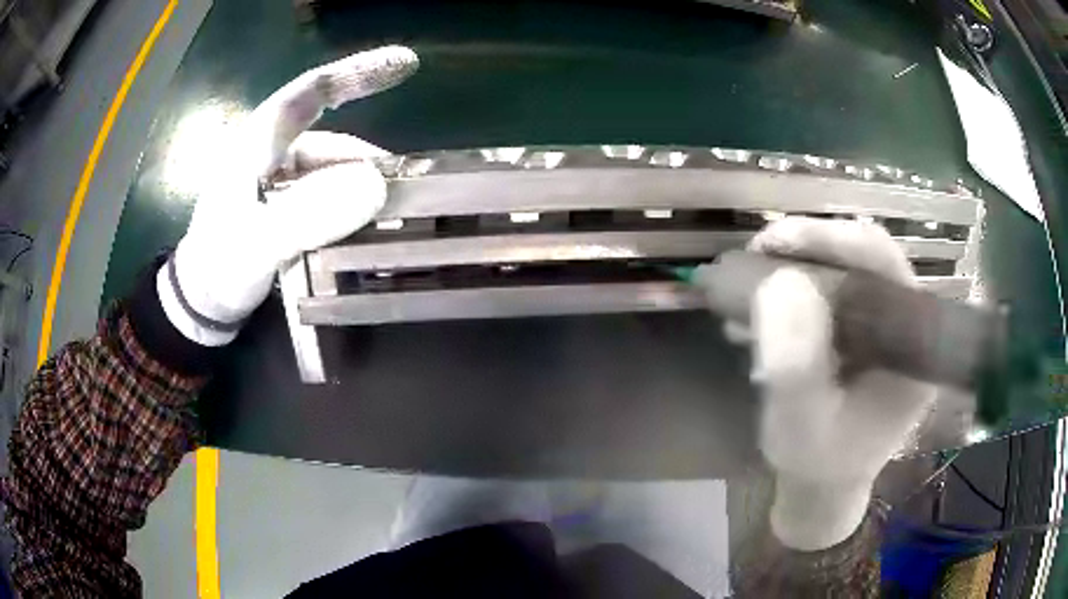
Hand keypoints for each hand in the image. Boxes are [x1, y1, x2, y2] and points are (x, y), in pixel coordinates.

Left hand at [158, 46, 418, 345]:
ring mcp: (282, 182)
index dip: (357, 73)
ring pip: (334, 173)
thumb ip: (308, 213)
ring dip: (362, 193)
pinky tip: (369, 231)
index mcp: (257, 142)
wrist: (202, 305)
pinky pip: (330, 198)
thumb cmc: (218, 268)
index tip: (407, 65)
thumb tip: (375, 186)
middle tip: (408, 190)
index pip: (311, 92)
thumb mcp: (256, 243)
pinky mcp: (288, 208)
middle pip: (332, 140)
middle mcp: (273, 152)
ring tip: (393, 220)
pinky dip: (351, 211)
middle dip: (369, 163)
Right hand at [730, 217, 934, 550]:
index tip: (773, 241)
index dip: (831, 238)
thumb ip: (795, 367)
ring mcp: (886, 325)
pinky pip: (833, 288)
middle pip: (864, 255)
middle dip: (808, 247)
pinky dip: (795, 286)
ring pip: (846, 267)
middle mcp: (907, 324)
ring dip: (797, 265)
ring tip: (750, 283)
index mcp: (912, 345)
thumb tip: (781, 281)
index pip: (883, 262)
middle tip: (757, 256)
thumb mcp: (800, 427)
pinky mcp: (865, 330)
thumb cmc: (816, 463)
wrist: (822, 485)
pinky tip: (762, 305)